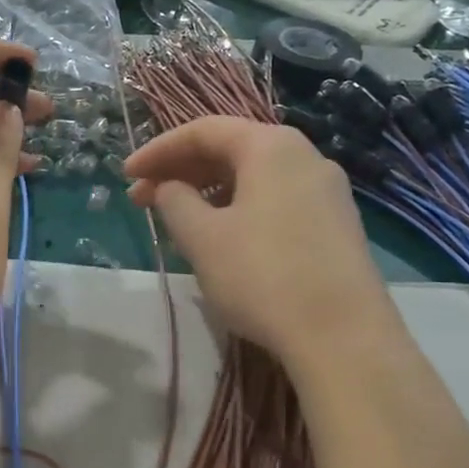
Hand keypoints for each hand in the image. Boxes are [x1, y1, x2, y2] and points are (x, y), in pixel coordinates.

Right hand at [124, 116, 393, 367]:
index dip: (158, 150)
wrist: (343, 337)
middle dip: (181, 170)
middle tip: (141, 199)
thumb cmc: (262, 276)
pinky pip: (274, 200)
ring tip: (175, 219)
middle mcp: (304, 157)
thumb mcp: (202, 237)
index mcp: (271, 147)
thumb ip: (174, 200)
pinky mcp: (334, 224)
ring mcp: (326, 191)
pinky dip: (237, 207)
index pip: (203, 131)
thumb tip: (168, 187)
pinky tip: (219, 237)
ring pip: (253, 177)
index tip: (126, 174)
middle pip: (231, 149)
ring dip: (207, 191)